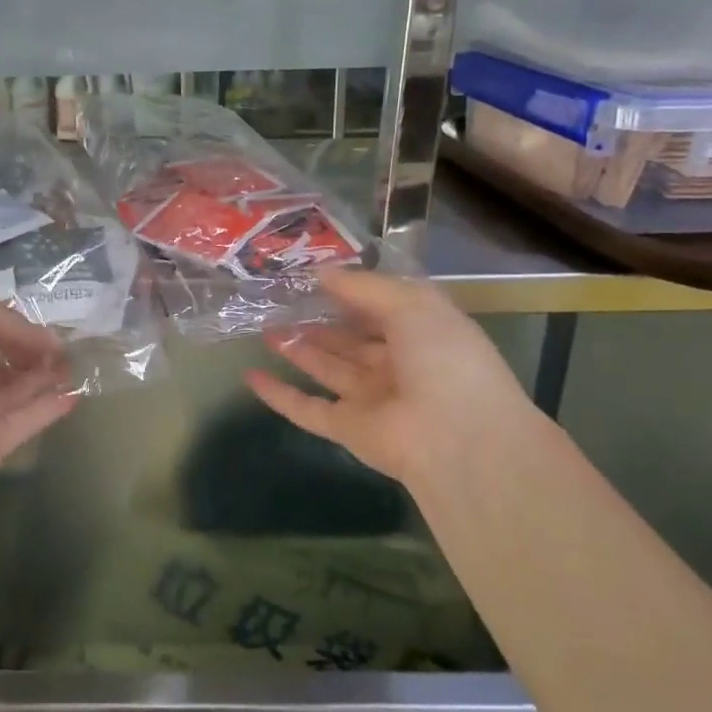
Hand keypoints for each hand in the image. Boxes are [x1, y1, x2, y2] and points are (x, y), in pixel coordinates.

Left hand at [0, 291, 77, 491]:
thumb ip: (8, 320)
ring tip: (74, 365)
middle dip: (28, 353)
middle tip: (63, 346)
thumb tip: (47, 339)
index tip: (39, 325)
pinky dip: (48, 408)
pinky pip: (23, 422)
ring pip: (11, 393)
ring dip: (42, 377)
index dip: (7, 325)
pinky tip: (75, 394)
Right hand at [246, 268, 548, 485]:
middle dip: (318, 322)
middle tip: (279, 302)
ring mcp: (371, 399)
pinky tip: (251, 377)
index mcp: (422, 334)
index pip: (380, 308)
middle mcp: (397, 365)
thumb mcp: (412, 304)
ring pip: (327, 369)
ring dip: (298, 350)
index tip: (311, 276)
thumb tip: (321, 273)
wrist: (459, 439)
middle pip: (350, 340)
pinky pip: (307, 409)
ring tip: (264, 328)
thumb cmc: (445, 360)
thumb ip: (363, 287)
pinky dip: (280, 394)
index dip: (349, 292)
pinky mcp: (348, 429)